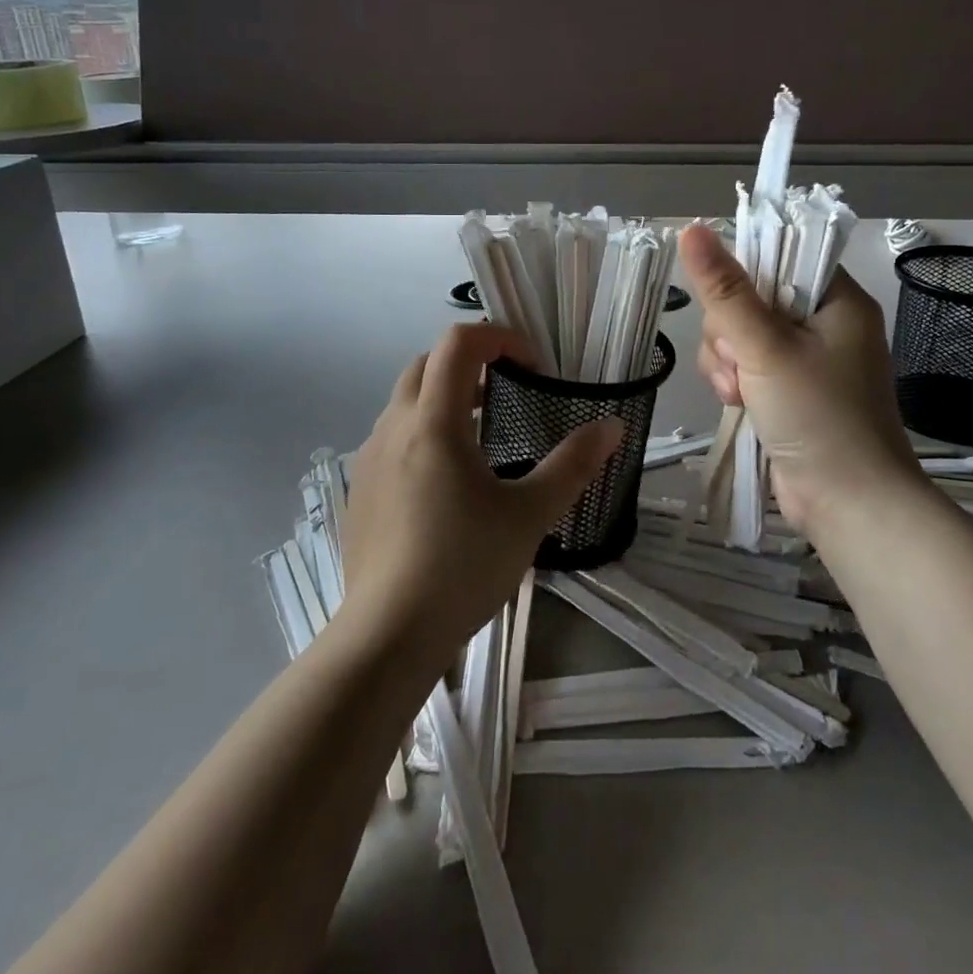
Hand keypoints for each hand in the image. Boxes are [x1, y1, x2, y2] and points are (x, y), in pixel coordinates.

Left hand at [339, 323, 621, 663]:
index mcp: (433, 422)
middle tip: (510, 392)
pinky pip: (392, 437)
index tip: (534, 368)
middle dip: (470, 363)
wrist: (387, 635)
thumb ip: (574, 464)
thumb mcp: (530, 514)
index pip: (458, 343)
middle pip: (427, 363)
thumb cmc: (463, 566)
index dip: (499, 338)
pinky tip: (448, 482)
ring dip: (446, 397)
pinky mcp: (359, 490)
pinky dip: (424, 431)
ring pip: (406, 401)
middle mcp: (393, 428)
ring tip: (485, 435)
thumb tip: (613, 426)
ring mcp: (369, 459)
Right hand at [679, 224, 922, 534]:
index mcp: (837, 301)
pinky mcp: (787, 392)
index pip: (784, 257)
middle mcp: (824, 325)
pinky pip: (744, 366)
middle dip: (730, 331)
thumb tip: (691, 229)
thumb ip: (725, 290)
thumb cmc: (818, 417)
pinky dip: (733, 381)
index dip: (746, 272)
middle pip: (751, 297)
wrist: (849, 505)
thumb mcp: (765, 348)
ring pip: (740, 335)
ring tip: (737, 392)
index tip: (726, 302)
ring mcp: (805, 361)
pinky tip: (736, 403)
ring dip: (726, 361)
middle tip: (739, 361)